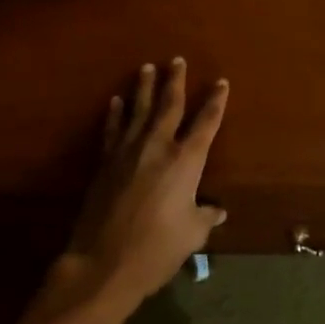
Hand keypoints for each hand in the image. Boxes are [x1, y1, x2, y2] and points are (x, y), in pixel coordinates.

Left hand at [69, 58, 228, 309]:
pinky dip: (114, 114)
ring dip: (143, 88)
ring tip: (147, 68)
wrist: (103, 263)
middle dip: (175, 81)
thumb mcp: (192, 235)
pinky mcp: (105, 164)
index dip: (215, 101)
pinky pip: (112, 130)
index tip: (221, 82)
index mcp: (186, 162)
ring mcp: (127, 152)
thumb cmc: (157, 249)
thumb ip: (205, 216)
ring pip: (137, 110)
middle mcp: (157, 147)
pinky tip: (116, 101)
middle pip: (169, 105)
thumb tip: (218, 210)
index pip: (206, 123)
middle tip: (177, 60)